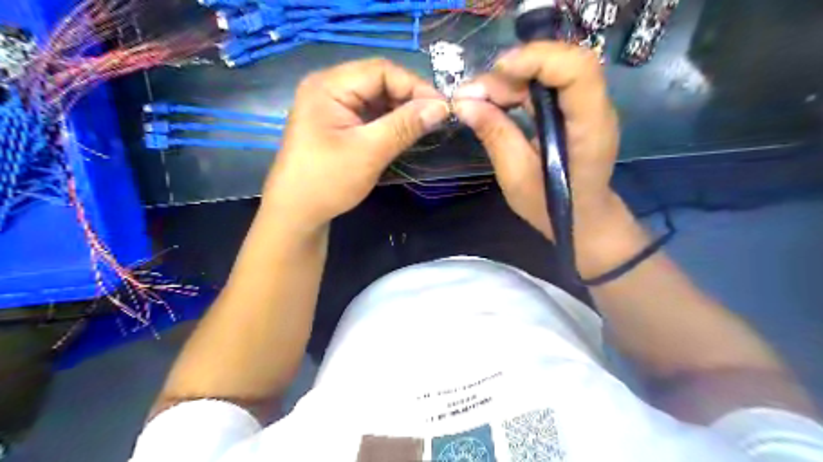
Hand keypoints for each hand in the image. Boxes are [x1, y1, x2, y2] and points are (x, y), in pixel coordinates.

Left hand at [263, 59, 449, 231]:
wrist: (297, 213)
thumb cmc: (327, 181)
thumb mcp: (369, 152)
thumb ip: (405, 126)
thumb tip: (441, 107)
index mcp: (328, 86)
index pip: (380, 71)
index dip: (414, 85)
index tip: (442, 107)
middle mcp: (328, 88)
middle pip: (378, 81)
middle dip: (408, 98)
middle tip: (435, 118)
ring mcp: (331, 106)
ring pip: (375, 98)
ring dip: (400, 110)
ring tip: (424, 125)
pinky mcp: (336, 123)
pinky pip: (368, 113)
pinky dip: (388, 121)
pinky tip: (404, 132)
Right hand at [449, 42, 624, 271]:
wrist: (583, 220)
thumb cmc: (552, 207)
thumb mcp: (516, 177)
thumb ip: (495, 135)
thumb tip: (463, 103)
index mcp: (589, 128)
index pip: (577, 69)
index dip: (537, 59)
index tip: (496, 73)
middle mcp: (595, 109)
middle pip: (562, 63)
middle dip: (514, 70)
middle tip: (475, 93)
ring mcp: (587, 107)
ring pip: (552, 70)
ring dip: (512, 79)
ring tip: (479, 98)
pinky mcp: (574, 111)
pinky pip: (547, 86)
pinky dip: (518, 88)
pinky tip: (495, 101)